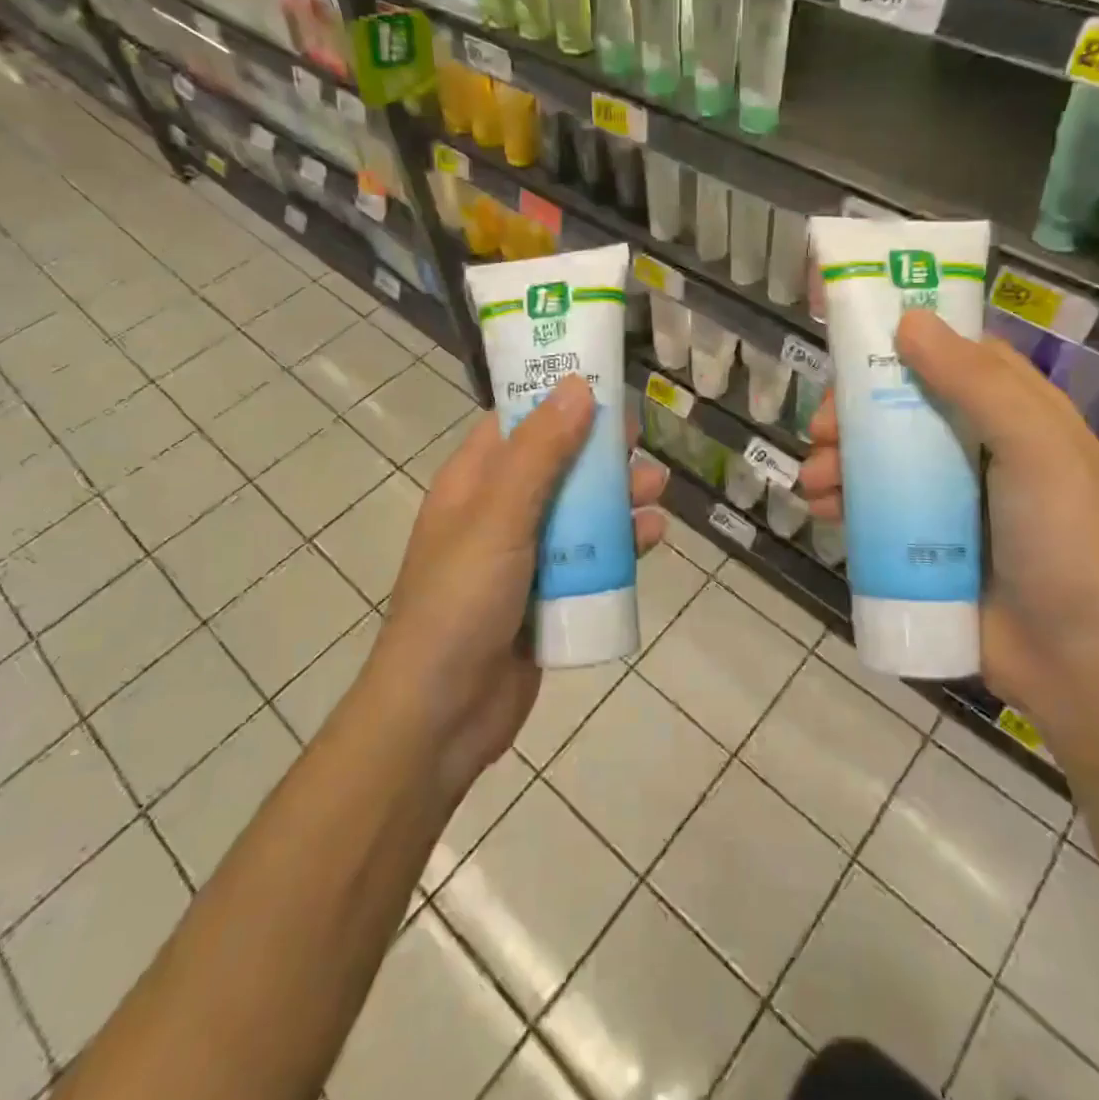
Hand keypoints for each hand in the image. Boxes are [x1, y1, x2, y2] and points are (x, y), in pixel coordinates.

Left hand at [362, 376, 666, 794]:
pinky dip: (619, 545)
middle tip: (640, 440)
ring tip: (657, 488)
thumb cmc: (460, 602)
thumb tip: (578, 387)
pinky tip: (651, 537)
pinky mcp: (547, 595)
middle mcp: (498, 512)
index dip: (557, 398)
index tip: (604, 383)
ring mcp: (523, 556)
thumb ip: (540, 452)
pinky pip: (589, 558)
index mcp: (473, 483)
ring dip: (616, 498)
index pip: (517, 422)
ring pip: (579, 511)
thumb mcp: (499, 517)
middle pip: (557, 465)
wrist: (442, 715)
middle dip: (599, 451)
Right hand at [797, 309, 1098, 712]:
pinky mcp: (923, 539)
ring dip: (837, 458)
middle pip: (902, 407)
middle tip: (822, 428)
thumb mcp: (1036, 449)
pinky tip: (820, 509)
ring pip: (879, 456)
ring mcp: (948, 496)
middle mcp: (978, 446)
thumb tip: (908, 322)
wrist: (1073, 660)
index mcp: (1015, 413)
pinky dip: (842, 500)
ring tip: (813, 480)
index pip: (953, 357)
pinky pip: (873, 506)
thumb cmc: (1063, 541)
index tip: (853, 346)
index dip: (902, 345)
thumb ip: (978, 383)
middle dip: (853, 412)